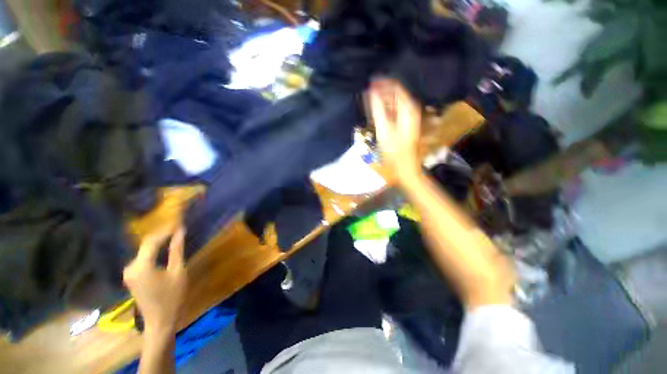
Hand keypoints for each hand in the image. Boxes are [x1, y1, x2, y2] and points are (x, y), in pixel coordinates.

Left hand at [124, 227, 187, 333]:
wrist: (160, 321)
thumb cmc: (172, 297)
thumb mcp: (178, 271)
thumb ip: (177, 250)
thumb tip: (180, 231)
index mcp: (141, 266)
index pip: (152, 240)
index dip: (166, 230)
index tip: (179, 223)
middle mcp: (130, 267)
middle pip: (146, 244)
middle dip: (162, 235)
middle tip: (178, 228)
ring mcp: (129, 272)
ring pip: (144, 251)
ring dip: (158, 243)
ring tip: (174, 236)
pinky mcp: (132, 276)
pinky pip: (142, 258)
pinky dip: (153, 251)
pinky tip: (164, 249)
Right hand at [368, 79, 421, 176]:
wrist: (405, 165)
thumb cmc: (394, 150)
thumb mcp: (384, 129)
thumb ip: (377, 109)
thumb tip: (371, 91)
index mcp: (408, 108)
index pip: (395, 87)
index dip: (381, 83)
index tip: (368, 83)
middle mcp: (410, 108)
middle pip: (395, 93)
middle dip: (381, 91)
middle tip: (366, 92)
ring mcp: (408, 116)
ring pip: (394, 101)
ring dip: (381, 99)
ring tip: (368, 100)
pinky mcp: (404, 122)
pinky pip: (394, 109)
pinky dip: (384, 108)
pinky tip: (376, 110)